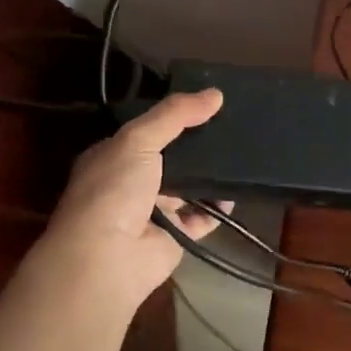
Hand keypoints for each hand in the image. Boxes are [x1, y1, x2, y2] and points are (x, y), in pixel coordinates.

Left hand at [41, 88, 226, 306]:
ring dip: (211, 174)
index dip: (175, 117)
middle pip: (172, 158)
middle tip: (234, 125)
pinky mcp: (176, 235)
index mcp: (114, 156)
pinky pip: (204, 216)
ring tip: (242, 152)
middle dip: (198, 145)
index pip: (148, 130)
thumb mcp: (138, 140)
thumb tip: (216, 93)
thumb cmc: (113, 189)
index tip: (207, 102)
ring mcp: (155, 211)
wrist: (107, 257)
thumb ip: (175, 115)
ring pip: (189, 187)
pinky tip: (237, 190)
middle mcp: (133, 183)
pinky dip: (219, 206)